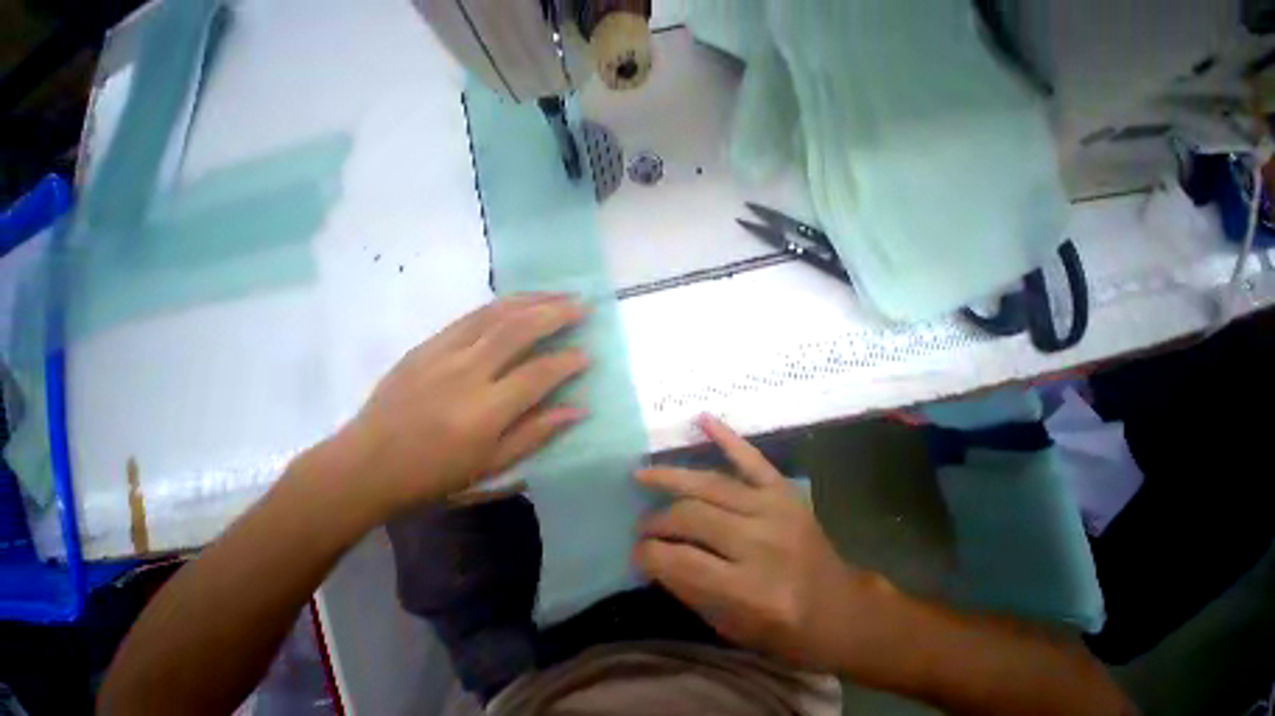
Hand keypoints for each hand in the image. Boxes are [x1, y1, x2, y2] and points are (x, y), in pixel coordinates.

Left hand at [331, 294, 588, 517]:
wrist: (362, 465)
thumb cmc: (434, 474)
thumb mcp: (493, 464)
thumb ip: (538, 432)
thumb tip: (579, 409)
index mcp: (484, 411)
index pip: (538, 374)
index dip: (568, 362)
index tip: (587, 355)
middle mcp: (465, 374)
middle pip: (518, 330)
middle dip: (556, 313)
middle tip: (582, 306)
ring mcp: (442, 353)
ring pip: (495, 314)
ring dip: (532, 299)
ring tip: (559, 294)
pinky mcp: (426, 344)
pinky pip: (471, 316)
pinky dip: (503, 304)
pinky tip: (521, 301)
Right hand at [634, 416, 895, 672]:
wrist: (843, 609)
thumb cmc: (787, 630)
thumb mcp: (735, 628)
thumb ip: (690, 589)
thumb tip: (652, 555)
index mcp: (753, 593)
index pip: (683, 562)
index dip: (649, 555)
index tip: (635, 551)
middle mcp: (763, 545)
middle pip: (693, 516)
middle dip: (657, 520)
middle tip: (641, 523)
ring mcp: (775, 510)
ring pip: (710, 483)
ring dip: (671, 477)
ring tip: (644, 474)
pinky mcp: (783, 491)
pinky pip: (750, 457)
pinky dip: (725, 436)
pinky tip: (701, 418)